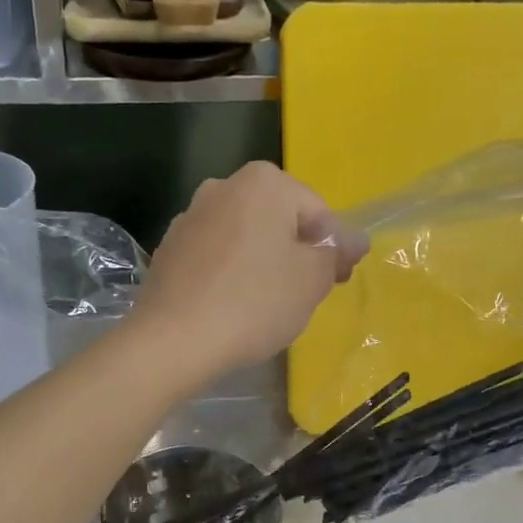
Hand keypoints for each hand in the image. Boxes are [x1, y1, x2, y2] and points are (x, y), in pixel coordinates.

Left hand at [130, 161, 368, 383]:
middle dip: (295, 253)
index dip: (332, 248)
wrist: (173, 340)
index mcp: (263, 183)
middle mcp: (222, 187)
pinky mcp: (168, 249)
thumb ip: (336, 253)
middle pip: (277, 220)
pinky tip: (231, 307)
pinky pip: (214, 257)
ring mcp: (189, 217)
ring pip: (244, 238)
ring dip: (261, 263)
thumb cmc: (254, 302)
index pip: (317, 212)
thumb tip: (355, 239)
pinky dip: (229, 275)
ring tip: (265, 306)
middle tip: (303, 296)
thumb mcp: (312, 279)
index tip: (335, 282)